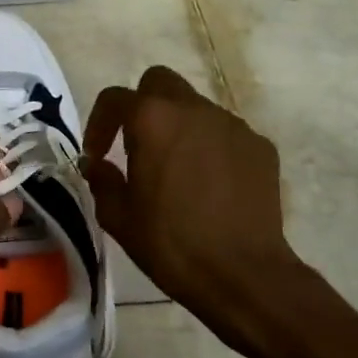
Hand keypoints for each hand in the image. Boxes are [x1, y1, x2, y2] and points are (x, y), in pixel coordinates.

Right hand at [84, 66, 327, 354]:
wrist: (244, 275)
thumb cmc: (171, 244)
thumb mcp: (118, 217)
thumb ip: (102, 180)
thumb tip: (99, 165)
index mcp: (152, 120)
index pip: (114, 98)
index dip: (98, 122)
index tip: (97, 154)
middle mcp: (193, 109)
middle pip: (159, 83)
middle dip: (142, 105)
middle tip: (136, 144)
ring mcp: (232, 125)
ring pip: (195, 107)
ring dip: (178, 127)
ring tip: (176, 168)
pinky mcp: (260, 146)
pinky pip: (225, 134)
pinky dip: (210, 147)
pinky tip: (209, 184)